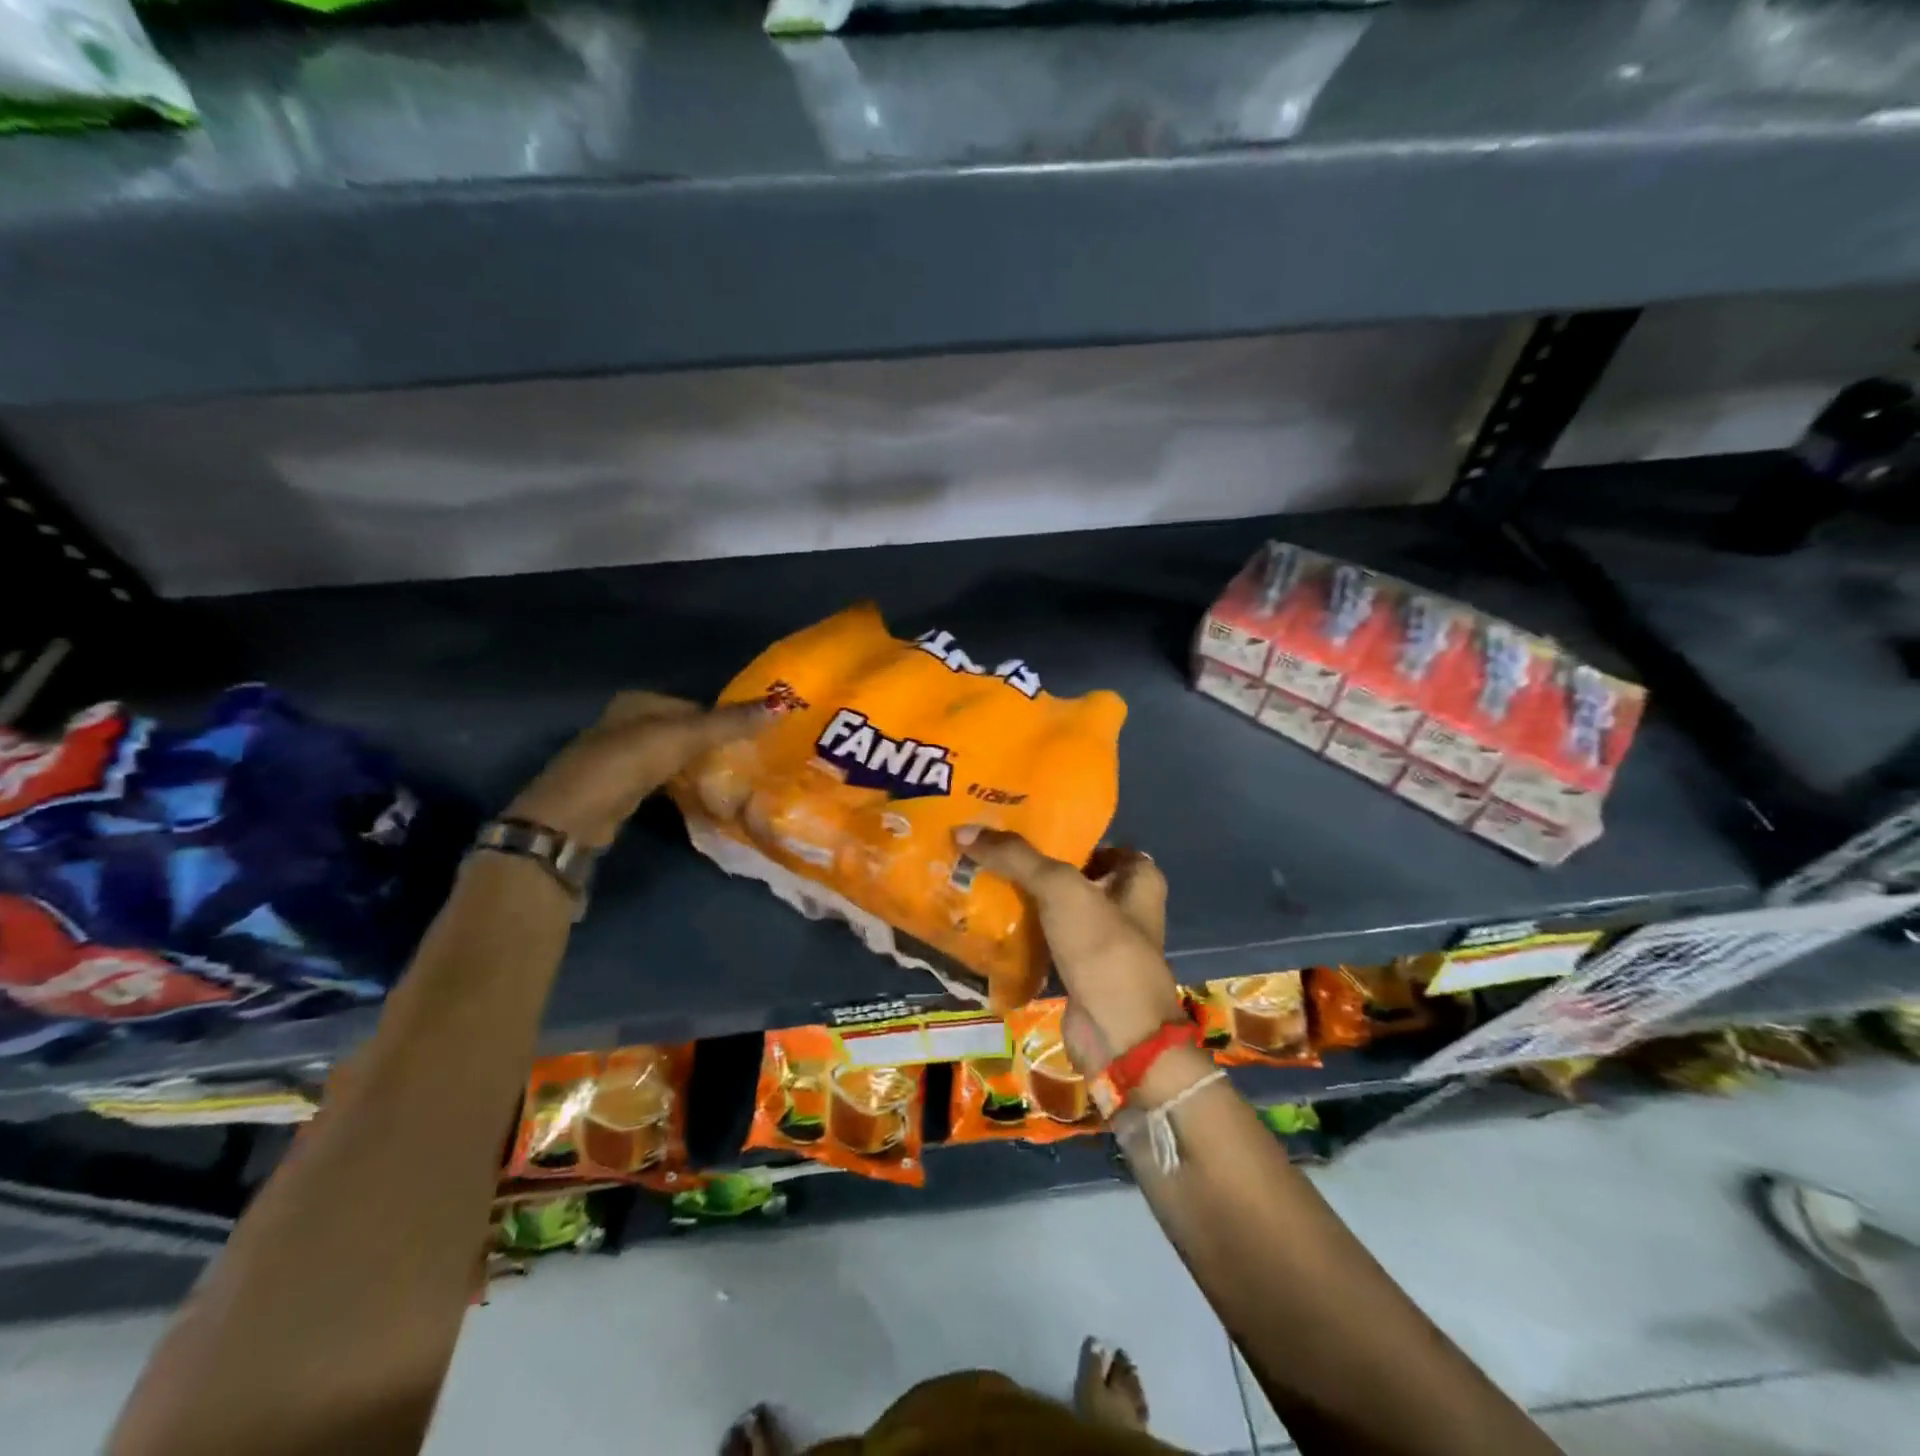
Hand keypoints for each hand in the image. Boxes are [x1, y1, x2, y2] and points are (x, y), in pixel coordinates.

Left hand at [508, 692, 771, 847]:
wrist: (571, 821)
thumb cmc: (625, 766)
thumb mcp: (681, 738)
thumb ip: (729, 724)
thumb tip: (781, 705)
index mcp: (637, 702)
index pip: (695, 706)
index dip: (725, 720)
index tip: (755, 740)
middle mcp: (626, 724)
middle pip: (685, 732)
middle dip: (714, 747)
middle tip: (749, 765)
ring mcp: (620, 759)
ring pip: (674, 759)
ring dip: (700, 770)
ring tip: (732, 784)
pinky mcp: (619, 791)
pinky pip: (664, 782)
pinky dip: (683, 788)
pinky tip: (702, 800)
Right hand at [955, 827, 1184, 1074]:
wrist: (1118, 1036)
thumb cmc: (1102, 948)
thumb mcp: (1060, 888)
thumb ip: (1016, 857)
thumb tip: (964, 831)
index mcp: (1137, 878)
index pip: (1095, 841)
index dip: (1061, 831)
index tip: (1017, 822)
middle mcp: (1124, 906)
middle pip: (1071, 874)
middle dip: (1032, 865)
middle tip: (987, 848)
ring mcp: (1101, 941)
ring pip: (1054, 909)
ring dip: (1023, 899)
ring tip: (977, 876)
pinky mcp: (1078, 971)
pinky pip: (1044, 941)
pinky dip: (1021, 933)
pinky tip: (986, 919)